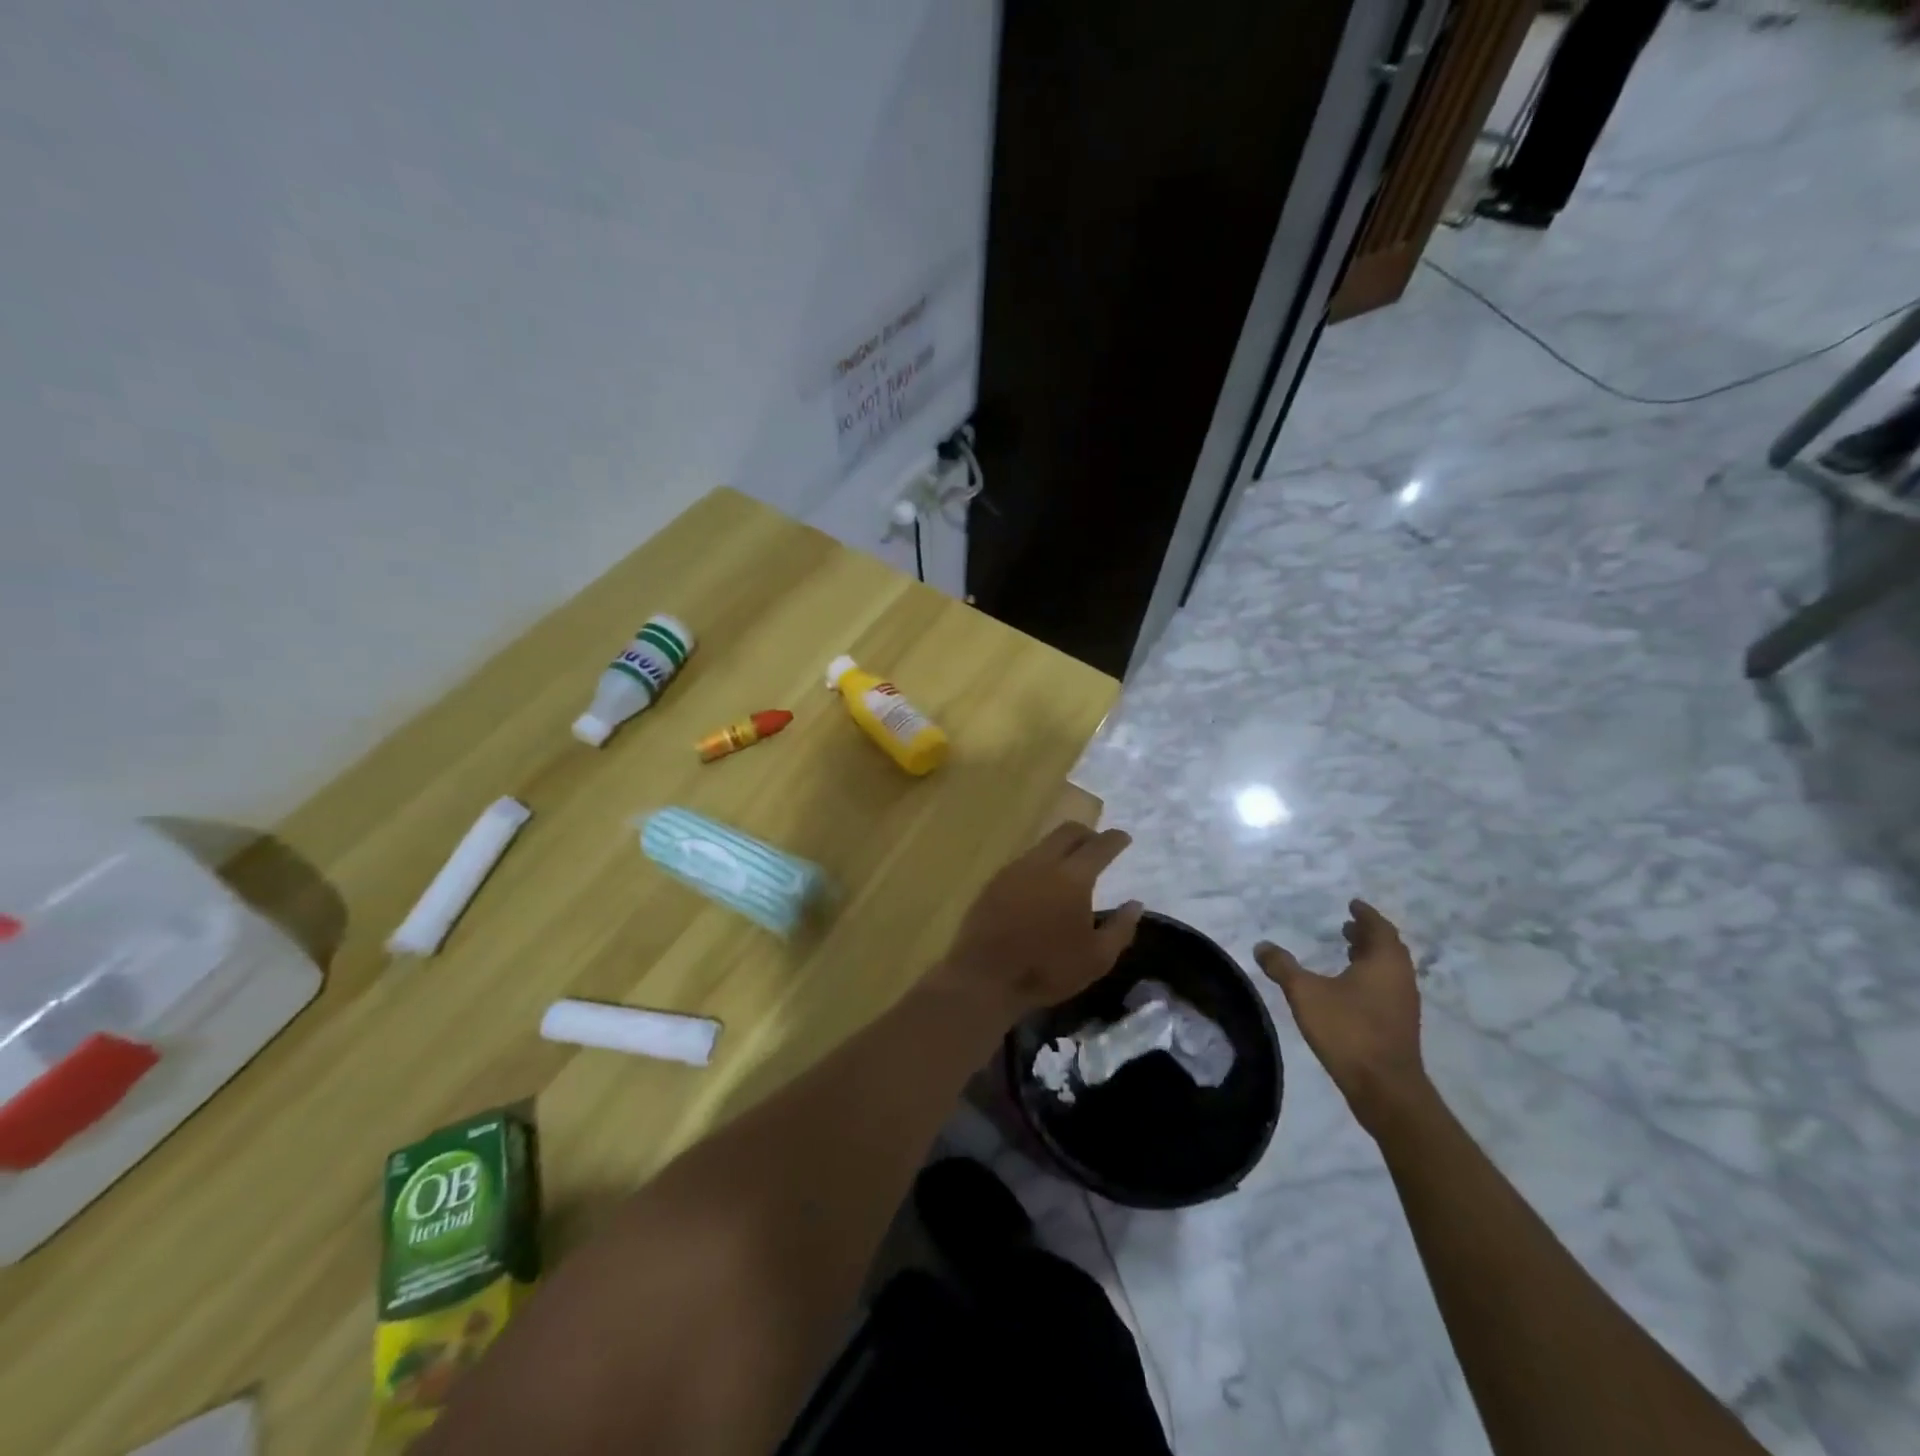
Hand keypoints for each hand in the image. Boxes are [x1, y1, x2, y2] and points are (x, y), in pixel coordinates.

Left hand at [934, 821, 1143, 1023]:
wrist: (985, 977)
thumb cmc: (1047, 969)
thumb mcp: (1097, 959)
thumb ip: (1121, 928)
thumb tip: (1135, 904)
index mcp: (1072, 877)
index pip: (1099, 846)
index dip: (1114, 839)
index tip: (1123, 838)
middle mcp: (1042, 863)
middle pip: (1068, 832)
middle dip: (1087, 833)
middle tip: (1098, 846)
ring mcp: (1014, 869)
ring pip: (1043, 844)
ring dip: (1061, 848)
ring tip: (1071, 867)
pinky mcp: (994, 881)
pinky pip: (1024, 861)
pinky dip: (1041, 864)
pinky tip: (1042, 885)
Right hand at [1255, 900, 1427, 1134]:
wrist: (1385, 1088)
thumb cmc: (1348, 1030)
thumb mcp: (1305, 993)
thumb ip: (1283, 967)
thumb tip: (1262, 946)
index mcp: (1384, 962)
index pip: (1379, 928)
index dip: (1366, 914)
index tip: (1353, 904)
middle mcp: (1400, 978)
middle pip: (1388, 948)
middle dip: (1367, 935)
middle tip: (1347, 926)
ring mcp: (1403, 1004)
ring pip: (1388, 970)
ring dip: (1370, 957)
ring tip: (1347, 951)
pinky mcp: (1399, 1025)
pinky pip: (1387, 988)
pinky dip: (1370, 977)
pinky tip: (1349, 988)